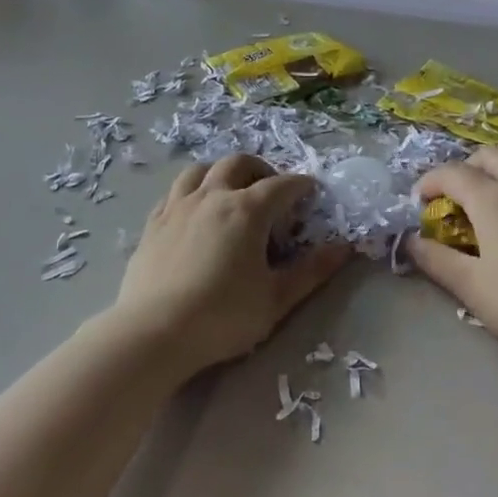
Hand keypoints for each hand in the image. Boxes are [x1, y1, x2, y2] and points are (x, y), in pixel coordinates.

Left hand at [114, 154, 351, 377]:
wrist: (153, 333)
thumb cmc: (222, 317)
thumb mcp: (276, 299)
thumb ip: (312, 271)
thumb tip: (344, 247)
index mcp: (247, 210)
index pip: (282, 185)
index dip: (302, 185)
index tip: (312, 194)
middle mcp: (212, 196)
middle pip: (239, 163)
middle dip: (262, 170)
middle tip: (273, 193)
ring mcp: (178, 206)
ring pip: (201, 169)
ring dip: (222, 173)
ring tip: (231, 194)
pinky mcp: (154, 222)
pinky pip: (175, 191)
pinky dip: (193, 191)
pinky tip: (195, 213)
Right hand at [405, 147, 497, 360]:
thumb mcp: (471, 287)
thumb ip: (436, 261)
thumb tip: (411, 241)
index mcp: (493, 199)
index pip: (452, 173)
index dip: (430, 182)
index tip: (421, 203)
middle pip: (491, 155)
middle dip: (466, 167)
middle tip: (457, 196)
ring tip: (497, 189)